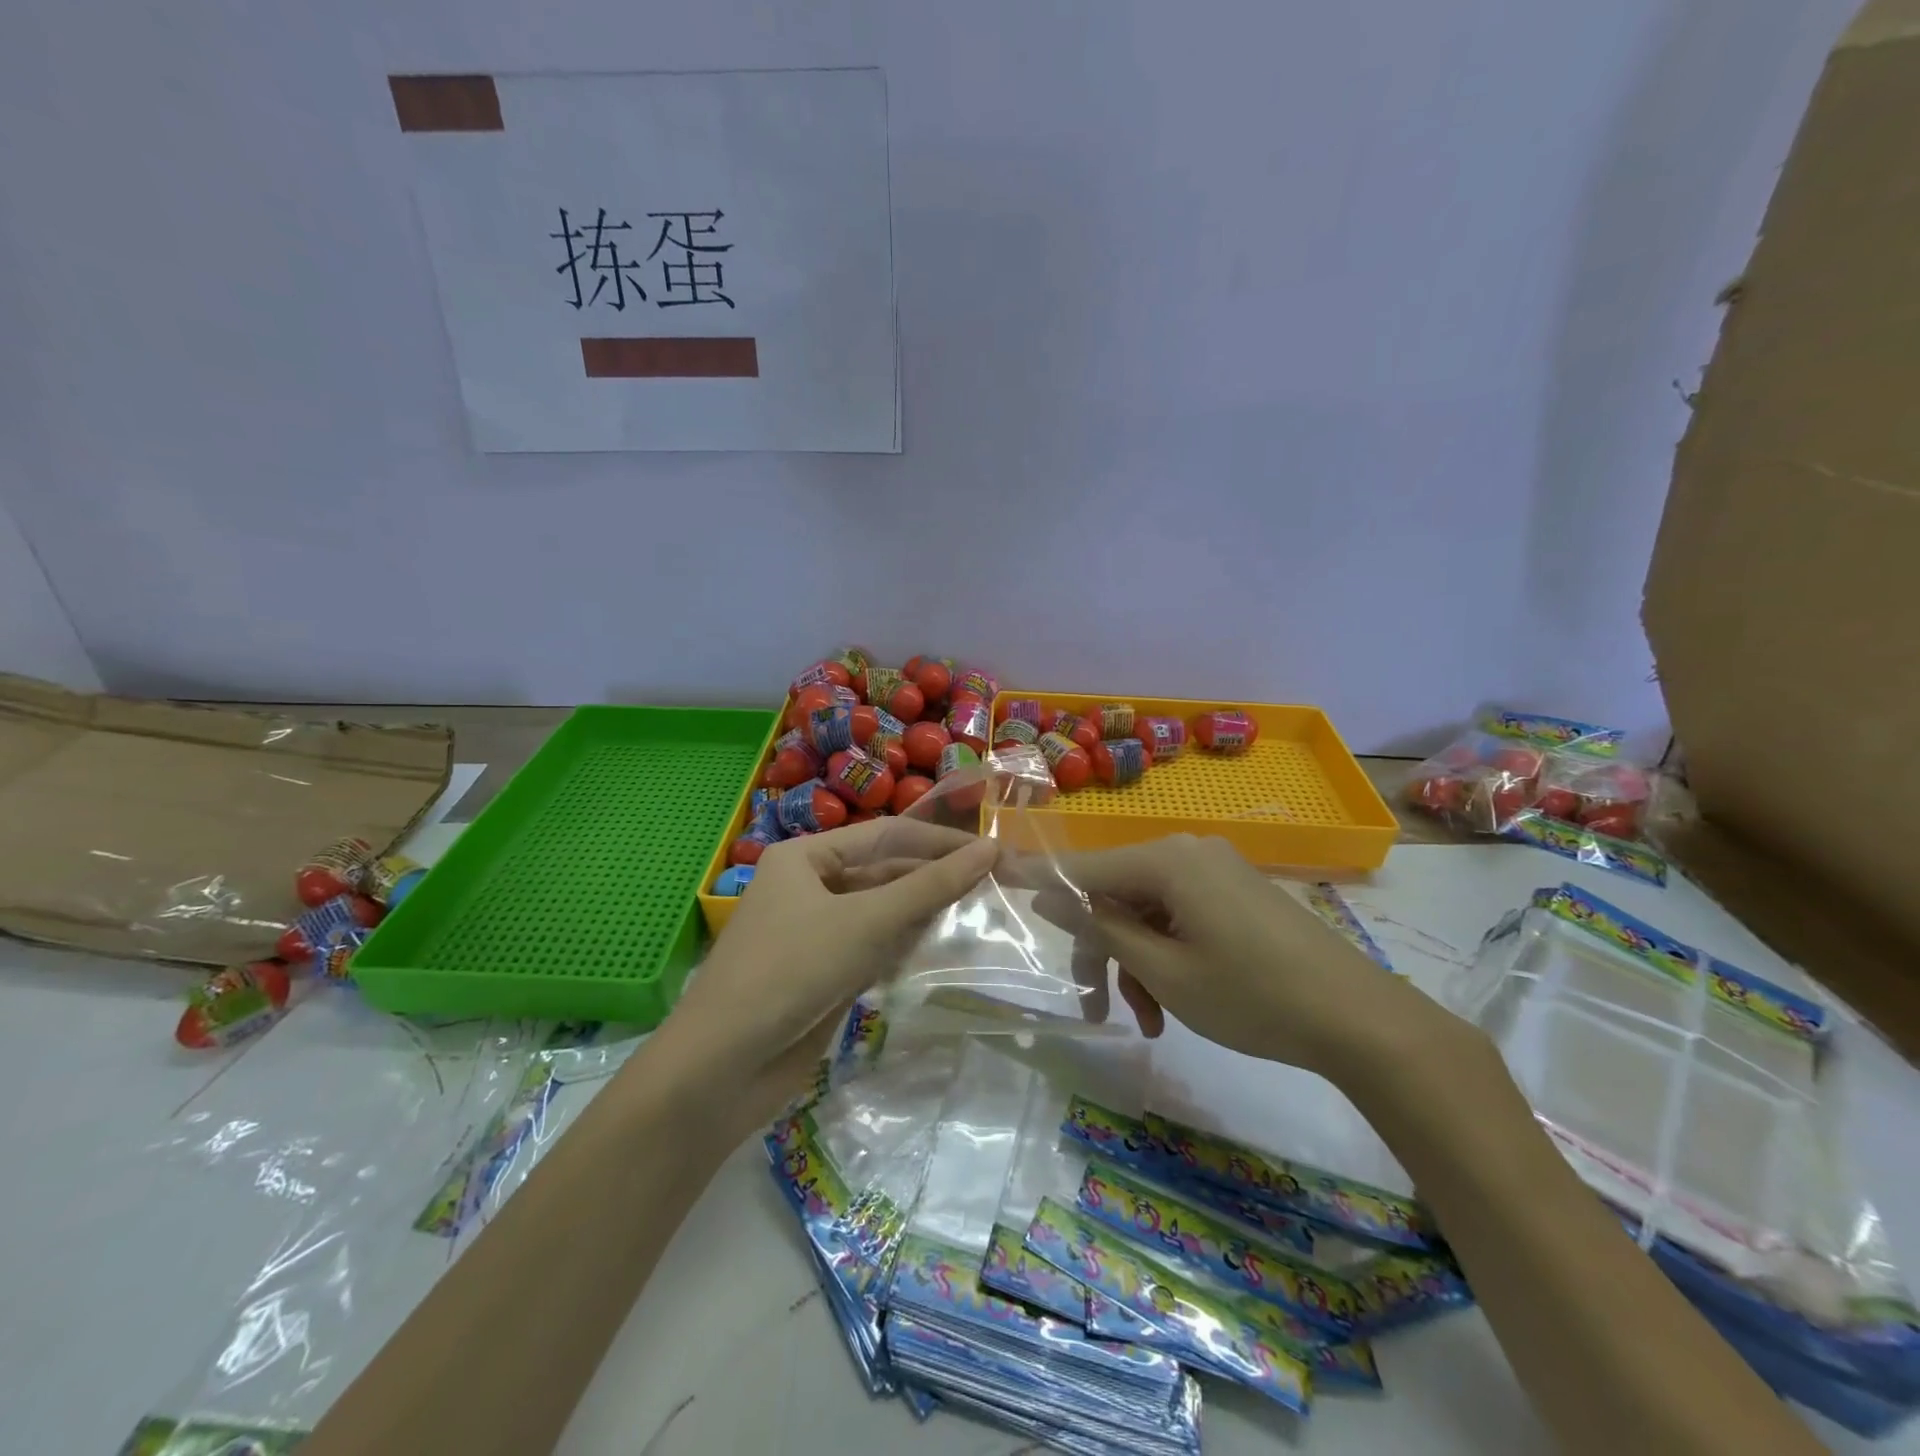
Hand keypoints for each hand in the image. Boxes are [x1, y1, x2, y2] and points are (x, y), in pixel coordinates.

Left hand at [649, 819, 997, 1128]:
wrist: (722, 1067)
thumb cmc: (792, 971)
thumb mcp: (867, 922)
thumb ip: (931, 886)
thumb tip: (990, 849)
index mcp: (805, 857)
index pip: (886, 835)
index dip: (939, 841)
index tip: (992, 851)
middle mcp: (807, 886)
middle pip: (882, 873)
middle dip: (931, 881)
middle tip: (992, 887)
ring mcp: (813, 932)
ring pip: (879, 912)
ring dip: (919, 916)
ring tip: (974, 915)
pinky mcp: (820, 973)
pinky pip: (870, 948)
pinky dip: (900, 948)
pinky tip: (932, 952)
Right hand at [1029, 834, 1449, 1078]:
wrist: (1359, 1018)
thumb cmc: (1252, 996)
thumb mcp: (1164, 971)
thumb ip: (1101, 928)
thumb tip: (1048, 894)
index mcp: (1166, 860)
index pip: (1083, 867)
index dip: (1037, 878)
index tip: (994, 877)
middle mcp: (1187, 851)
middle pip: (1116, 894)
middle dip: (1101, 951)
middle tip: (1096, 1007)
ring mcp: (1215, 869)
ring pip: (1147, 910)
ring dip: (1135, 962)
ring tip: (1148, 1020)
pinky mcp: (1234, 891)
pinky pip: (1179, 914)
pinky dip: (1165, 953)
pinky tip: (1172, 1003)